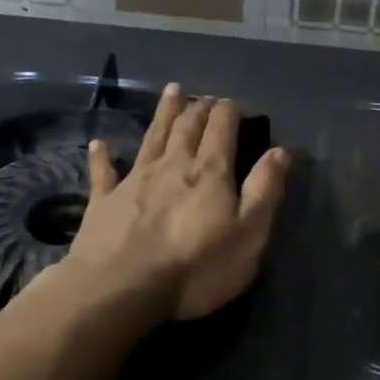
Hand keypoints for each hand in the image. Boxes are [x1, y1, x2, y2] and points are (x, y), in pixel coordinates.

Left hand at [62, 83, 289, 320]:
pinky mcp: (104, 202)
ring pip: (152, 137)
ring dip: (164, 113)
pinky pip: (103, 173)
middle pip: (187, 127)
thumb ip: (265, 190)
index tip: (233, 103)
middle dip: (199, 108)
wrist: (121, 288)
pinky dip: (101, 156)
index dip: (228, 112)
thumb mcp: (249, 233)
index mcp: (210, 173)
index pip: (221, 130)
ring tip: (172, 91)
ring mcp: (135, 181)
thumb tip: (281, 151)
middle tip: (205, 96)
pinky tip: (98, 144)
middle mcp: (173, 166)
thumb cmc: (196, 267)